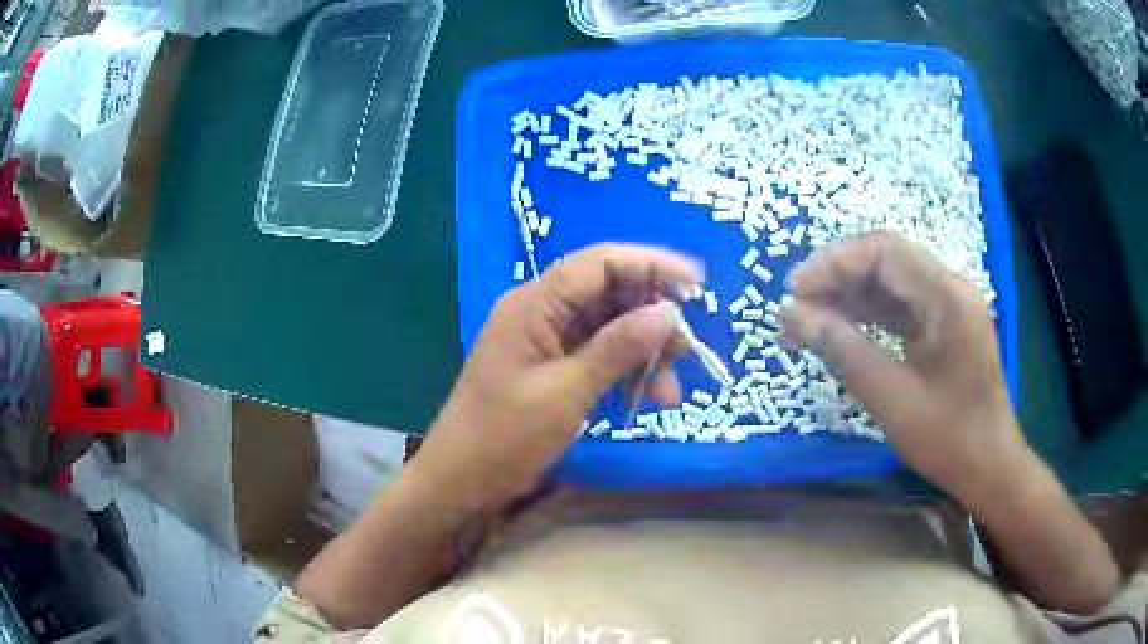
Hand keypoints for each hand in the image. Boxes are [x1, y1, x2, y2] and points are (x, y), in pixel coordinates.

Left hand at [410, 243, 702, 508]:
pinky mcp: (550, 366)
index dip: (651, 264)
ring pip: (608, 326)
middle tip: (687, 350)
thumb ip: (617, 349)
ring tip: (670, 390)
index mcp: (534, 304)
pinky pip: (597, 354)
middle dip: (652, 316)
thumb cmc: (504, 437)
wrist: (460, 480)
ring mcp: (545, 339)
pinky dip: (624, 371)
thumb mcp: (566, 393)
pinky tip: (647, 397)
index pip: (600, 263)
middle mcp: (540, 311)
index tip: (697, 284)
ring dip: (643, 351)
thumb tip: (668, 312)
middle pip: (608, 292)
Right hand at [781, 231, 1027, 503]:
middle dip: (837, 278)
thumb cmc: (948, 439)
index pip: (883, 251)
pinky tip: (840, 330)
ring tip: (807, 321)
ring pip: (890, 282)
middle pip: (886, 261)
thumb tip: (794, 315)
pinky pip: (901, 306)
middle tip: (794, 308)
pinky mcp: (945, 325)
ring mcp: (949, 306)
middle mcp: (950, 289)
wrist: (989, 466)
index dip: (833, 262)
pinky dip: (868, 315)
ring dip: (848, 297)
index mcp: (946, 297)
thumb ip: (845, 351)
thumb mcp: (892, 399)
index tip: (793, 291)